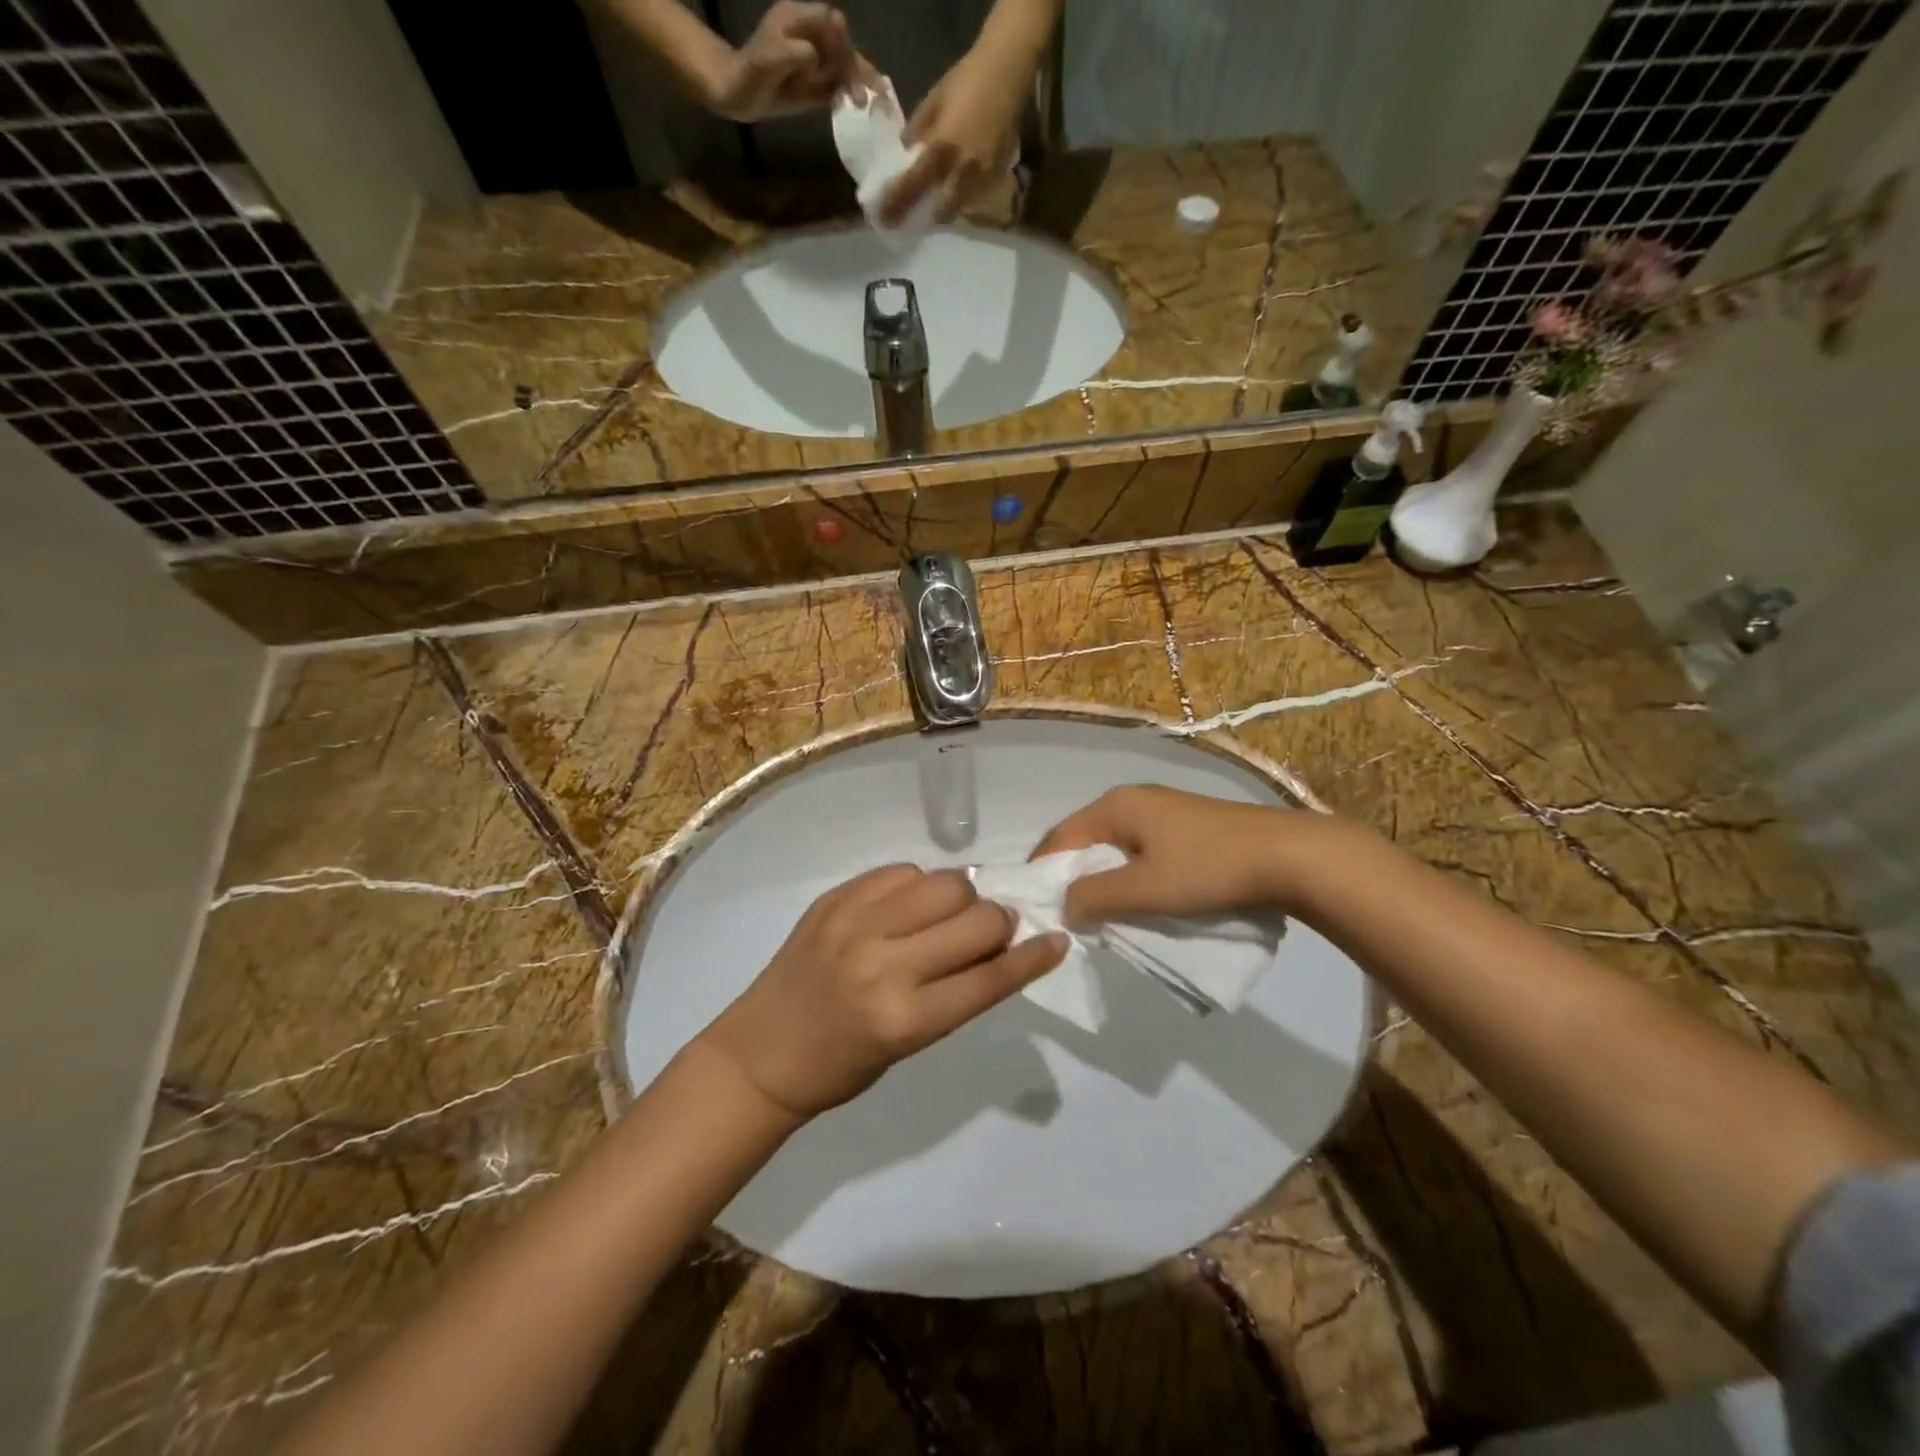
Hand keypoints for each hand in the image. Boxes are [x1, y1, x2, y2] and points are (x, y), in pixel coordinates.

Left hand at [698, 864, 1065, 1118]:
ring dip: (963, 897)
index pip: (989, 977)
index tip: (1056, 940)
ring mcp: (855, 924)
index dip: (1032, 958)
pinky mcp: (835, 898)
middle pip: (975, 919)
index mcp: (904, 1018)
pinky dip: (918, 885)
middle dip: (999, 922)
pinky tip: (910, 904)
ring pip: (943, 883)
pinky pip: (900, 871)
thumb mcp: (908, 1045)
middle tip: (996, 929)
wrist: (761, 1053)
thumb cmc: (841, 1066)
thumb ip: (953, 990)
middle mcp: (883, 964)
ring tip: (952, 913)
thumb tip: (996, 940)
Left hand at [711, 2, 876, 121]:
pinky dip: (846, 93)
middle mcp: (809, 36)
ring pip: (841, 66)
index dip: (842, 39)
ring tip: (865, 101)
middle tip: (870, 90)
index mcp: (798, 20)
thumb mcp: (767, 60)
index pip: (829, 20)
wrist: (736, 95)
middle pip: (840, 44)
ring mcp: (812, 61)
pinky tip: (856, 105)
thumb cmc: (748, 74)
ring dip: (855, 81)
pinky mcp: (813, 84)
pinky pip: (835, 85)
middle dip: (855, 64)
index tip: (847, 64)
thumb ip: (793, 53)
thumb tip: (815, 56)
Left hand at [880, 43, 1029, 223]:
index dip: (895, 204)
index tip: (883, 218)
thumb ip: (918, 131)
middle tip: (912, 217)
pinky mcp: (996, 177)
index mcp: (941, 149)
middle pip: (939, 212)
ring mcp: (981, 178)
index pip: (912, 186)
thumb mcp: (934, 101)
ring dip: (944, 211)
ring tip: (934, 207)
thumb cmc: (967, 80)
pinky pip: (976, 199)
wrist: (1007, 71)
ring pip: (959, 210)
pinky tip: (957, 192)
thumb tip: (905, 153)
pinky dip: (963, 201)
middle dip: (925, 217)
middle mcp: (961, 171)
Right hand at [1034, 785, 1351, 925]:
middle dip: (1074, 879)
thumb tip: (1063, 905)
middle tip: (1070, 918)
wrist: (1290, 857)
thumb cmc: (1208, 869)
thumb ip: (1094, 897)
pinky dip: (1131, 876)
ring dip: (1104, 880)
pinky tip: (1141, 900)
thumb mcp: (1143, 889)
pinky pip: (1141, 851)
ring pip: (1115, 848)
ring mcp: (1162, 811)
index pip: (1058, 837)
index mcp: (1114, 805)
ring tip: (1103, 915)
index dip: (1042, 873)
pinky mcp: (1186, 827)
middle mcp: (1132, 800)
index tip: (1038, 911)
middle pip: (1085, 841)